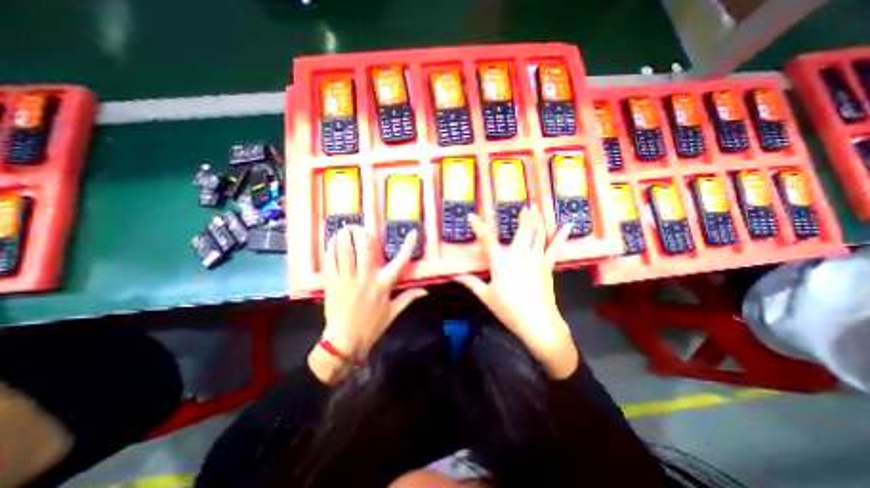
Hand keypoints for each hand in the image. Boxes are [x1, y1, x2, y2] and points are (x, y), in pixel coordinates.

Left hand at [309, 225, 427, 383]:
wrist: (345, 341)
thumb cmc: (371, 326)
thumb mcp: (393, 312)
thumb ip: (409, 298)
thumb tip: (425, 291)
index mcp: (384, 284)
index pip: (400, 261)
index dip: (408, 246)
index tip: (413, 233)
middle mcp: (367, 277)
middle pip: (365, 247)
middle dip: (361, 232)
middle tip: (359, 227)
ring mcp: (348, 279)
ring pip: (345, 250)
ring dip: (343, 236)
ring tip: (343, 229)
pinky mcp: (332, 283)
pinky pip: (330, 261)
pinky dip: (330, 249)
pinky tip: (331, 243)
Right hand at [456, 205, 574, 376]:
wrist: (537, 322)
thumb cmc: (508, 309)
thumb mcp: (486, 296)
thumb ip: (471, 283)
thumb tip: (456, 277)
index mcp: (501, 261)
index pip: (487, 239)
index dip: (478, 226)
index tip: (472, 216)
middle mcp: (519, 254)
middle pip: (523, 229)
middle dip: (524, 216)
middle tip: (524, 206)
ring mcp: (536, 257)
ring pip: (538, 233)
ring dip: (537, 219)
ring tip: (537, 208)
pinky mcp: (547, 264)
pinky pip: (554, 246)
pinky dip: (560, 235)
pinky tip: (567, 224)